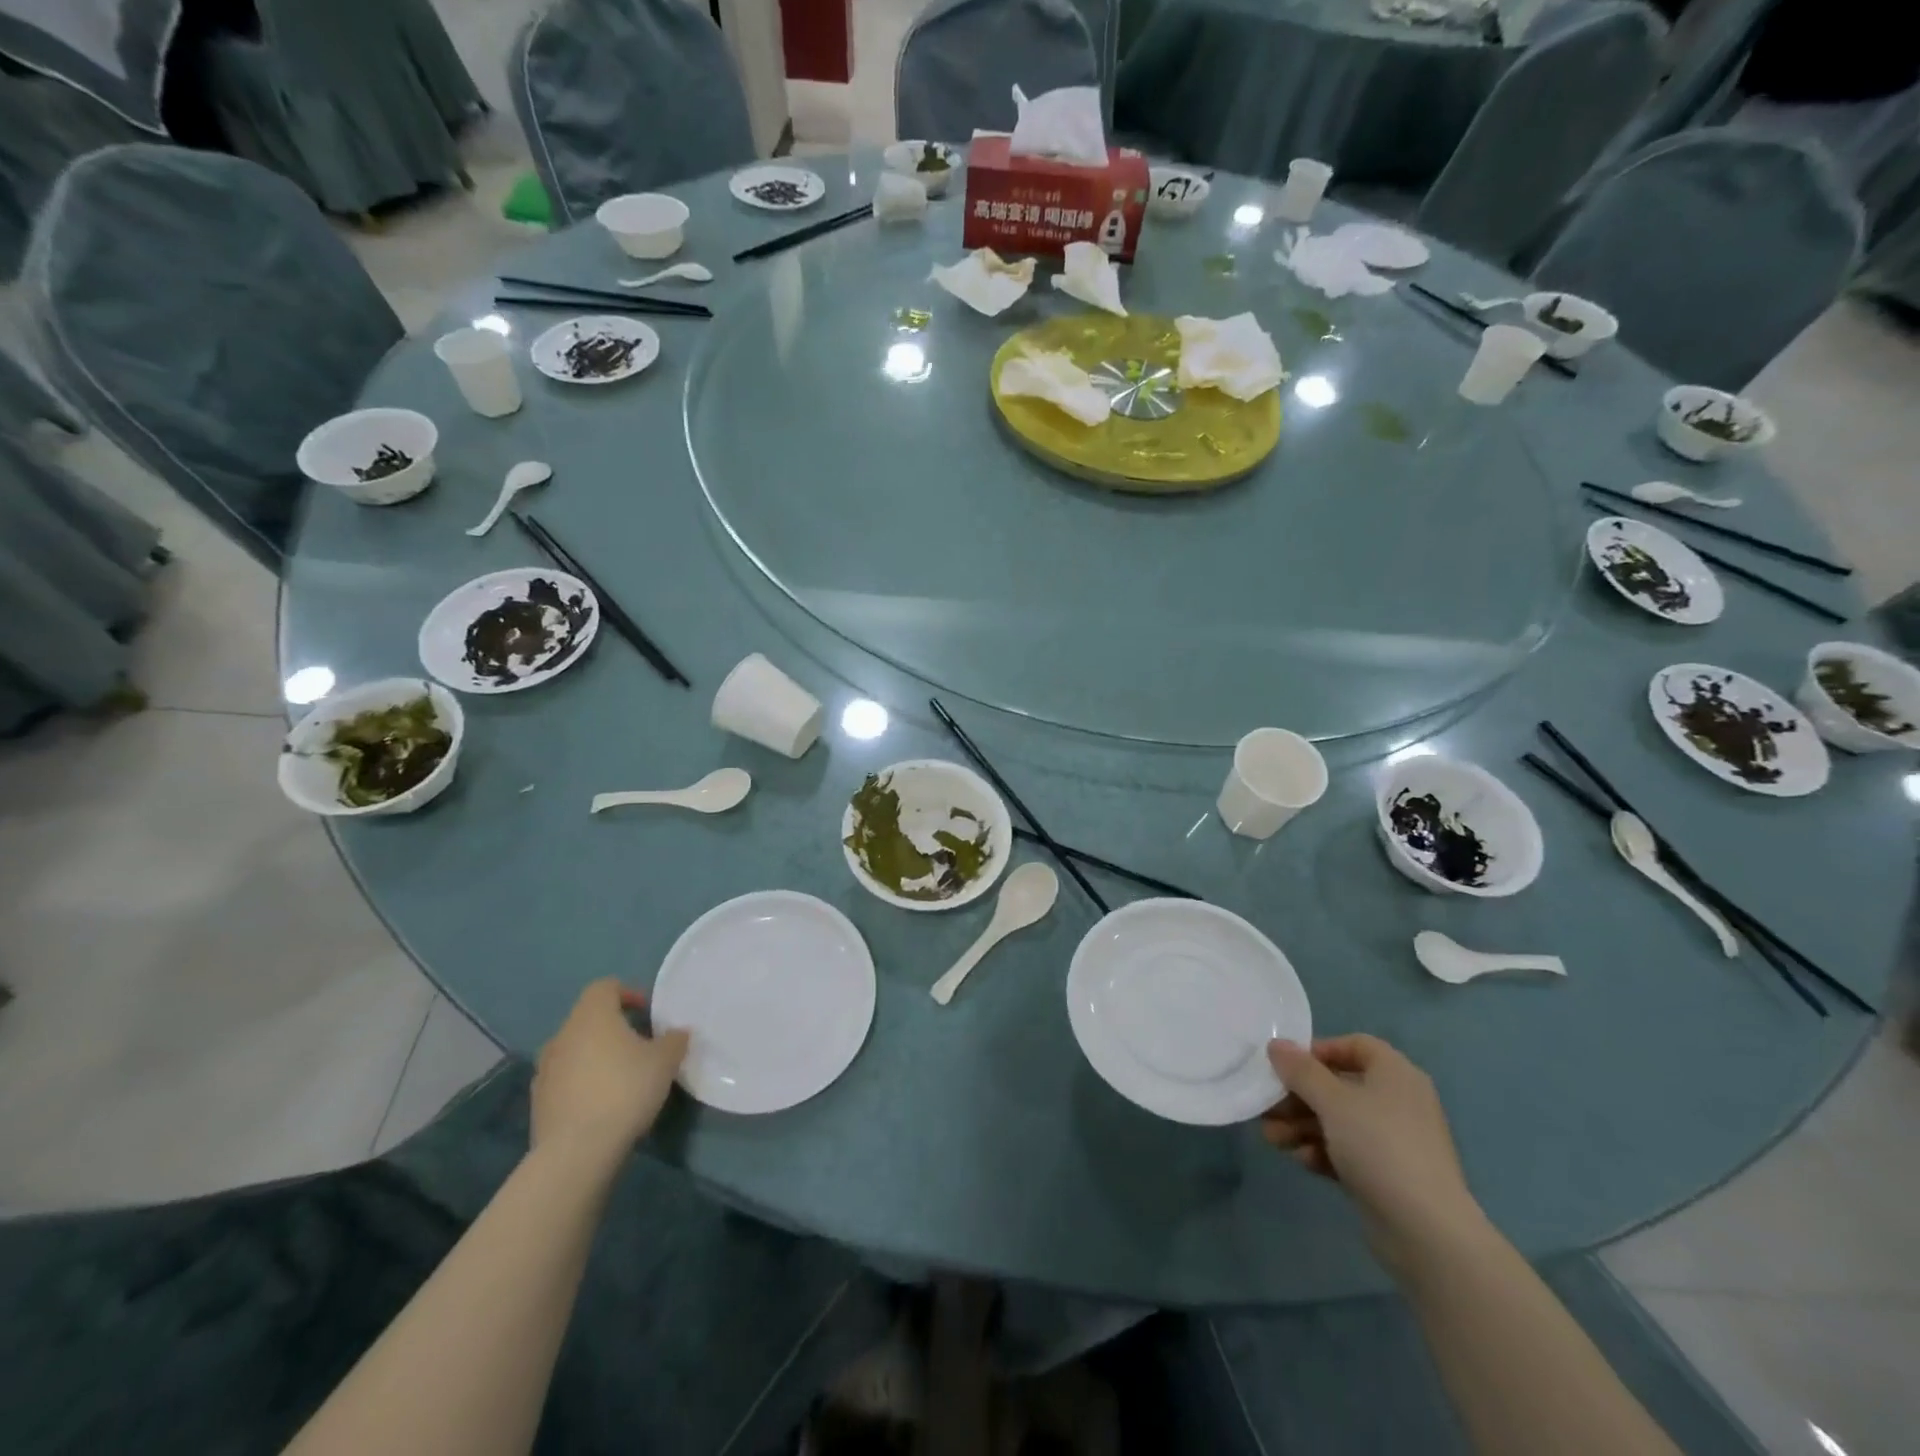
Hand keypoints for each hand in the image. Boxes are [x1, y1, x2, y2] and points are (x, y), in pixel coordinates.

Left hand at [531, 979, 688, 1168]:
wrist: (576, 1151)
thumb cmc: (625, 1090)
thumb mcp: (665, 1061)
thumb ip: (674, 1040)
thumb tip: (678, 1032)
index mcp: (592, 1016)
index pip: (605, 987)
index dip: (628, 993)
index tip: (647, 1013)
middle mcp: (563, 1035)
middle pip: (588, 1018)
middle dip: (613, 1027)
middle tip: (639, 1046)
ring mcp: (545, 1069)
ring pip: (575, 1049)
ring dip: (595, 1056)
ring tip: (620, 1077)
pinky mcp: (538, 1101)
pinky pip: (564, 1079)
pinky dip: (581, 1082)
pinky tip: (601, 1104)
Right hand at [1262, 1036, 1486, 1273]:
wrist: (1427, 1232)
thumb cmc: (1379, 1147)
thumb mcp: (1332, 1101)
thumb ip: (1300, 1070)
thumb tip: (1276, 1044)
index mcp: (1395, 1074)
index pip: (1355, 1045)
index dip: (1319, 1050)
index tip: (1288, 1066)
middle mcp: (1398, 1102)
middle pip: (1339, 1086)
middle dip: (1298, 1096)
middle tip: (1267, 1106)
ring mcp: (1394, 1141)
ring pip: (1339, 1121)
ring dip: (1302, 1125)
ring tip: (1272, 1138)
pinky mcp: (1388, 1175)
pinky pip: (1348, 1151)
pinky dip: (1323, 1151)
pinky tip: (1303, 1161)